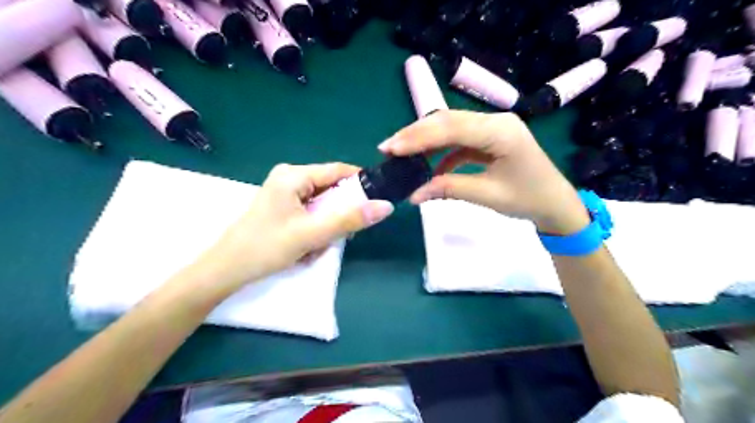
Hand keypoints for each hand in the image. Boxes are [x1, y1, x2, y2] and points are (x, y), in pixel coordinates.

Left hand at [193, 162, 395, 289]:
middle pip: (330, 188)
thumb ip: (349, 220)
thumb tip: (386, 206)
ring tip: (316, 245)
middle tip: (340, 235)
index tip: (376, 202)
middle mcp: (289, 177)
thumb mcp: (312, 234)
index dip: (360, 184)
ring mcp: (284, 192)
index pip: (338, 170)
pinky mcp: (282, 207)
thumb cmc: (266, 247)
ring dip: (326, 225)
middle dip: (338, 213)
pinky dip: (315, 228)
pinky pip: (310, 212)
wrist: (226, 270)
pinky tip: (306, 246)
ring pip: (322, 203)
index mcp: (294, 175)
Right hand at [378, 109, 588, 234]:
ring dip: (425, 140)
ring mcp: (492, 128)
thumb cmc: (528, 199)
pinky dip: (441, 152)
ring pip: (451, 128)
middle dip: (415, 134)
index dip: (419, 137)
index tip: (391, 149)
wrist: (556, 203)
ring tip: (401, 153)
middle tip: (387, 148)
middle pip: (448, 121)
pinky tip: (429, 167)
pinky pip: (459, 140)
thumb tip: (413, 194)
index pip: (451, 128)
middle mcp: (495, 121)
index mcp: (500, 131)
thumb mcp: (487, 195)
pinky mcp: (489, 138)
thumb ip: (449, 188)